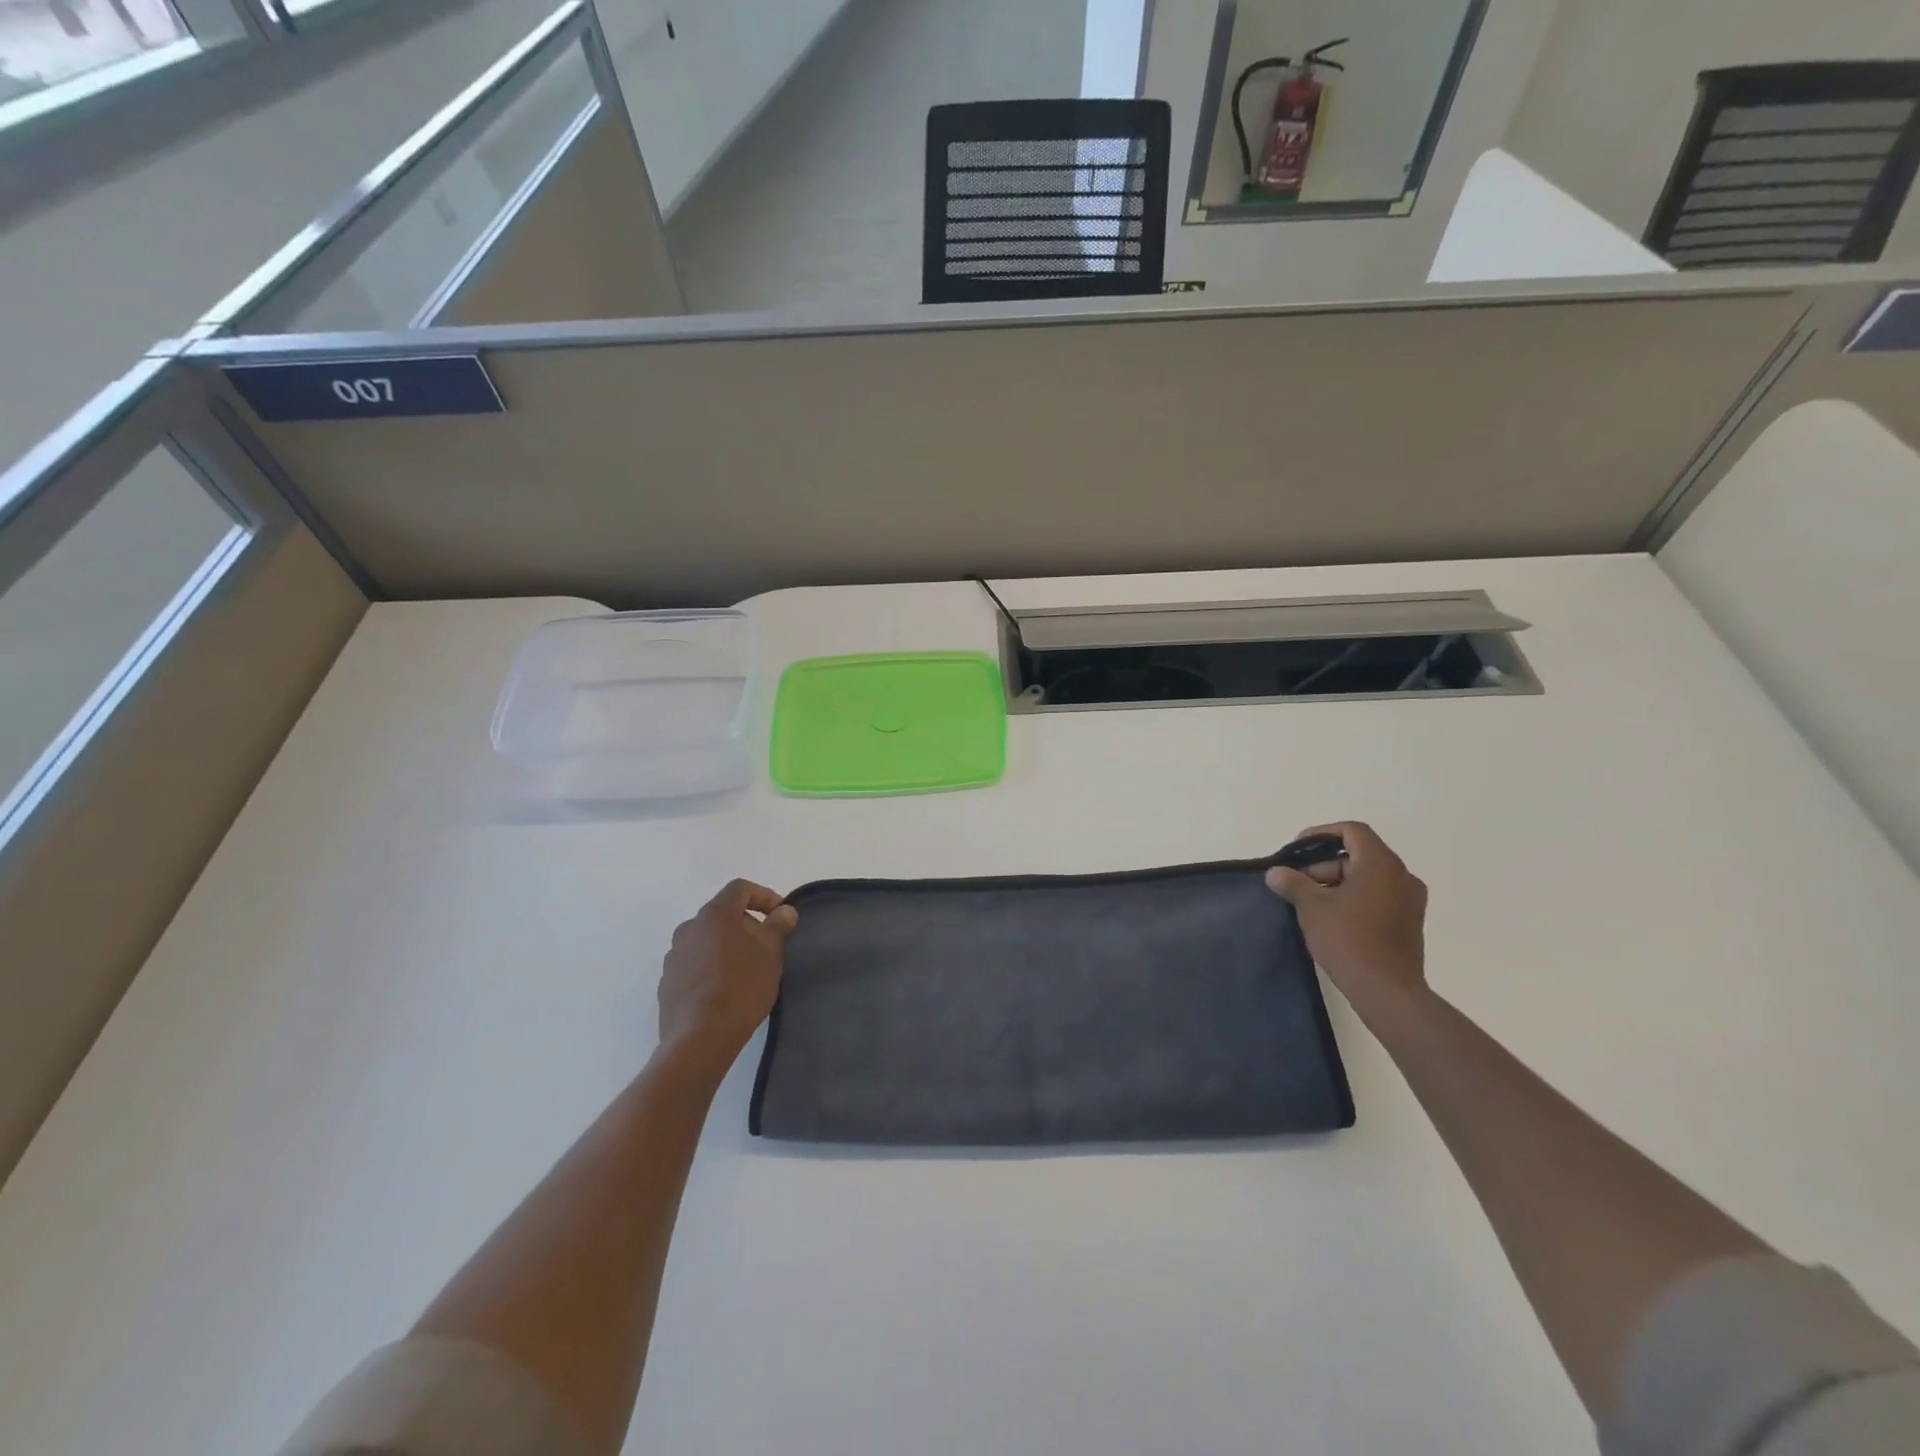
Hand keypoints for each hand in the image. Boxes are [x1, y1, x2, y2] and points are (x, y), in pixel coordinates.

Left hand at [656, 880, 798, 1071]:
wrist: (700, 1038)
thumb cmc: (742, 987)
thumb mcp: (771, 954)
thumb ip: (778, 926)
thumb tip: (784, 911)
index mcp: (714, 914)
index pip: (740, 889)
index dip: (764, 896)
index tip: (780, 916)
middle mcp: (689, 928)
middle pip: (722, 914)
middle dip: (746, 924)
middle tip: (766, 946)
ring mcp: (674, 956)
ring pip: (707, 940)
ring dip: (727, 946)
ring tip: (746, 970)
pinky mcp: (668, 982)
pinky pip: (694, 964)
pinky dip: (711, 967)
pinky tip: (724, 990)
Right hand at [1266, 822, 1427, 1013]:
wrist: (1387, 992)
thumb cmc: (1348, 940)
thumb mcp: (1312, 908)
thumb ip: (1293, 883)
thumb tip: (1276, 873)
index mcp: (1380, 864)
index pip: (1352, 831)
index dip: (1321, 833)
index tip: (1297, 850)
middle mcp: (1402, 876)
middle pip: (1358, 855)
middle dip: (1324, 865)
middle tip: (1297, 884)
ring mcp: (1410, 901)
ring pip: (1368, 877)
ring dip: (1337, 883)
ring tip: (1310, 904)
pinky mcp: (1409, 922)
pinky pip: (1378, 896)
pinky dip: (1354, 898)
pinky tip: (1332, 919)